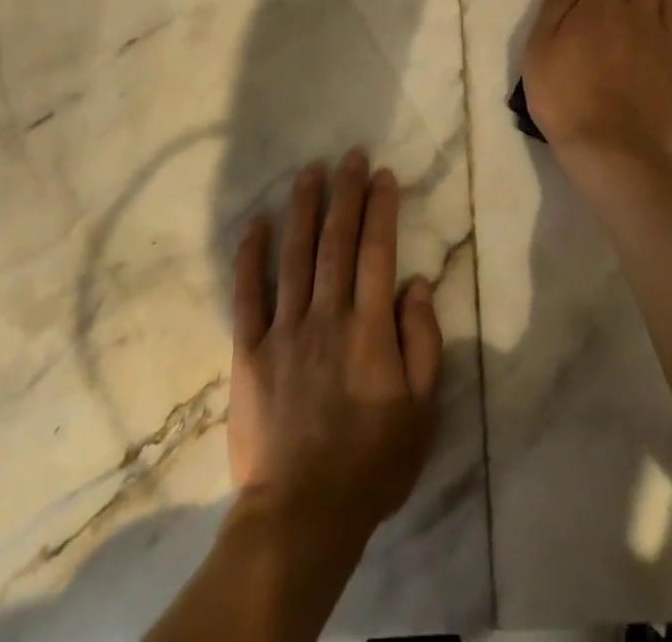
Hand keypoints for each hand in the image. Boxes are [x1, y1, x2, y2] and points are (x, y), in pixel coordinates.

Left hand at [228, 150, 443, 554]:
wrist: (302, 515)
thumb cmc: (372, 464)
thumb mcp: (421, 411)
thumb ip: (422, 342)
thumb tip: (415, 284)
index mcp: (369, 329)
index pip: (377, 251)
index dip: (381, 208)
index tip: (383, 174)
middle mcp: (327, 316)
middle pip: (337, 241)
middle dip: (345, 193)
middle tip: (349, 156)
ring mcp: (284, 330)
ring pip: (295, 255)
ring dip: (303, 209)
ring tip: (309, 172)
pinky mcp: (250, 350)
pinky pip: (248, 294)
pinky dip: (250, 256)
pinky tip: (255, 222)